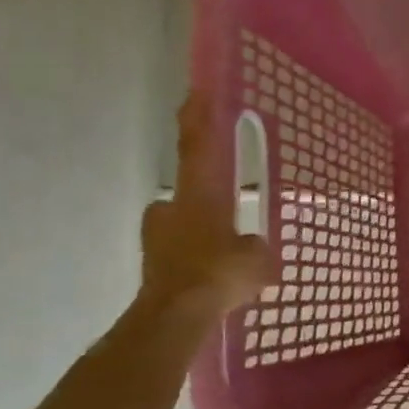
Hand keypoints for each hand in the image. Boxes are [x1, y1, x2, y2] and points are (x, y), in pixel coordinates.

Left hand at [139, 92, 273, 324]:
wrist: (175, 316)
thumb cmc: (218, 273)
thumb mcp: (255, 258)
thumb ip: (255, 246)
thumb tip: (252, 247)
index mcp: (199, 195)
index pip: (197, 147)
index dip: (197, 119)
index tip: (195, 93)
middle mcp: (172, 208)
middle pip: (186, 190)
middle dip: (203, 196)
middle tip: (225, 209)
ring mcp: (157, 237)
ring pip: (180, 223)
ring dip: (198, 230)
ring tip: (223, 252)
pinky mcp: (152, 265)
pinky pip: (179, 252)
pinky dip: (193, 258)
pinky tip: (212, 277)